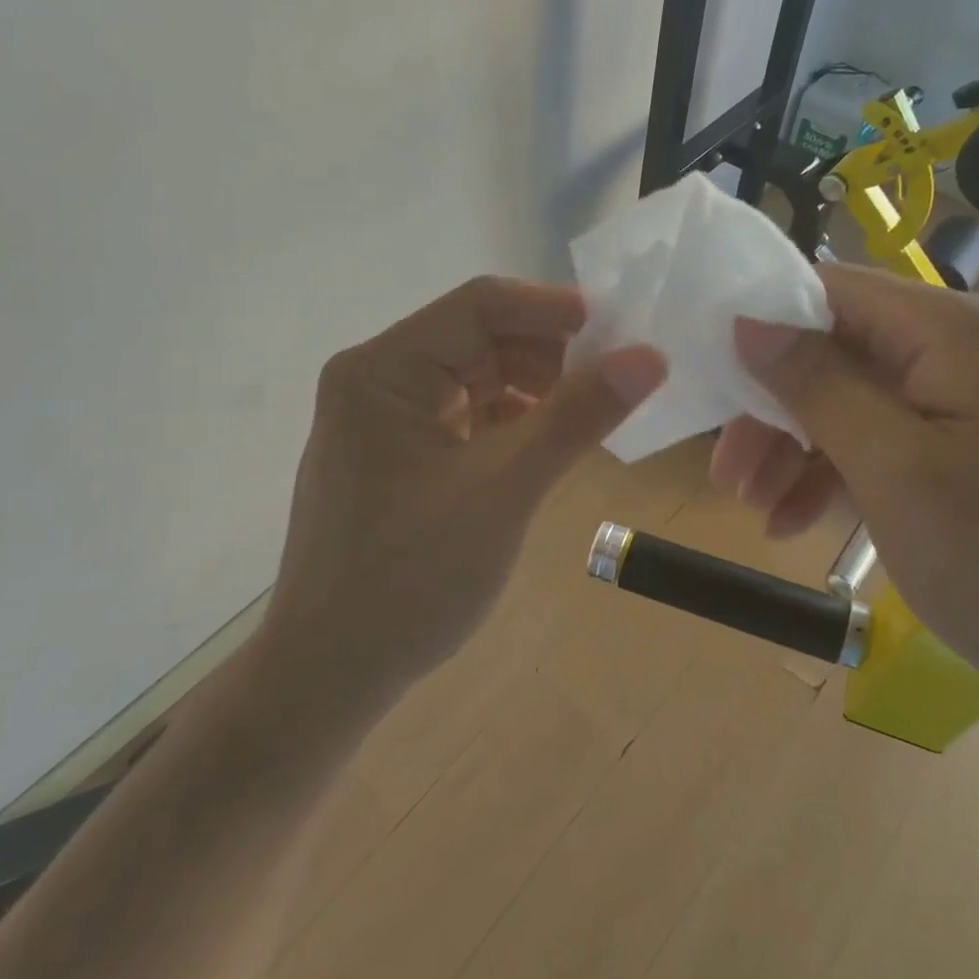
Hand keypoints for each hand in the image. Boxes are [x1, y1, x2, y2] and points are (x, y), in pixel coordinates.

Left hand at [254, 276, 665, 708]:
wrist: (329, 674)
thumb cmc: (410, 579)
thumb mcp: (504, 490)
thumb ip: (577, 416)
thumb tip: (649, 357)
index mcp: (383, 368)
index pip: (479, 304)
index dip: (553, 311)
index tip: (621, 334)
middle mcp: (377, 378)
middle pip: (478, 337)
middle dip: (547, 355)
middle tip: (612, 383)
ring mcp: (382, 416)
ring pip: (475, 376)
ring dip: (532, 389)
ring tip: (585, 419)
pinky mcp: (395, 452)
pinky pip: (464, 414)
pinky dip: (508, 422)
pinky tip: (544, 446)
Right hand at [715, 263, 978, 727]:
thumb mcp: (896, 472)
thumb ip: (817, 386)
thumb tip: (750, 320)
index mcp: (948, 330)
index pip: (828, 290)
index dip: (761, 325)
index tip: (710, 381)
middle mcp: (967, 348)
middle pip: (841, 353)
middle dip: (776, 410)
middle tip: (727, 474)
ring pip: (865, 404)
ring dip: (805, 451)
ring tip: (759, 512)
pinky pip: (902, 444)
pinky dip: (851, 477)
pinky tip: (809, 523)